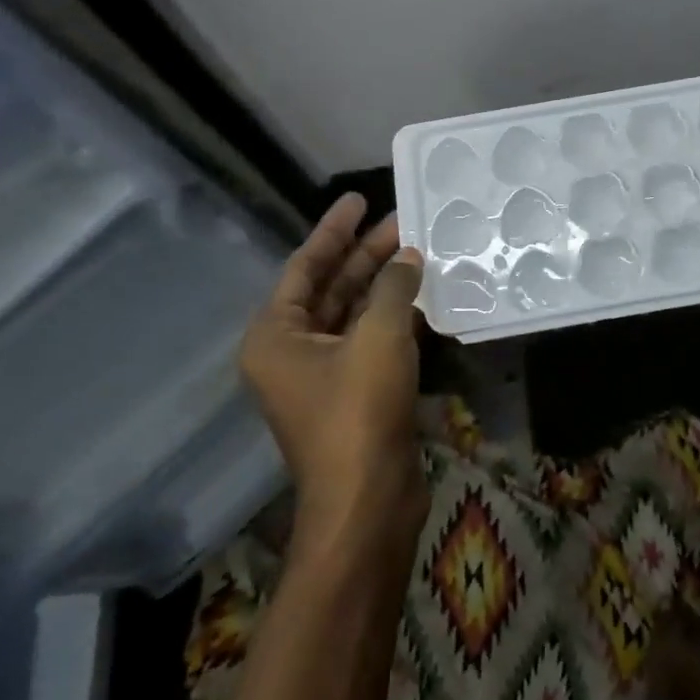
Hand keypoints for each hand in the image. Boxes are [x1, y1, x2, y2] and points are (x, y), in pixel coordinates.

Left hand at [241, 193, 426, 549]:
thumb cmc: (360, 412)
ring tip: (418, 250)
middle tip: (402, 220)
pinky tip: (423, 296)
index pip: (305, 266)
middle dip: (366, 254)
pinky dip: (394, 317)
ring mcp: (323, 375)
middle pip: (330, 287)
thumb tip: (408, 258)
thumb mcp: (379, 337)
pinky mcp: (354, 394)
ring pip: (354, 314)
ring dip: (384, 284)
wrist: (368, 501)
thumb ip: (394, 288)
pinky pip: (371, 340)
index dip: (334, 229)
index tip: (360, 199)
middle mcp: (291, 351)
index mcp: (276, 335)